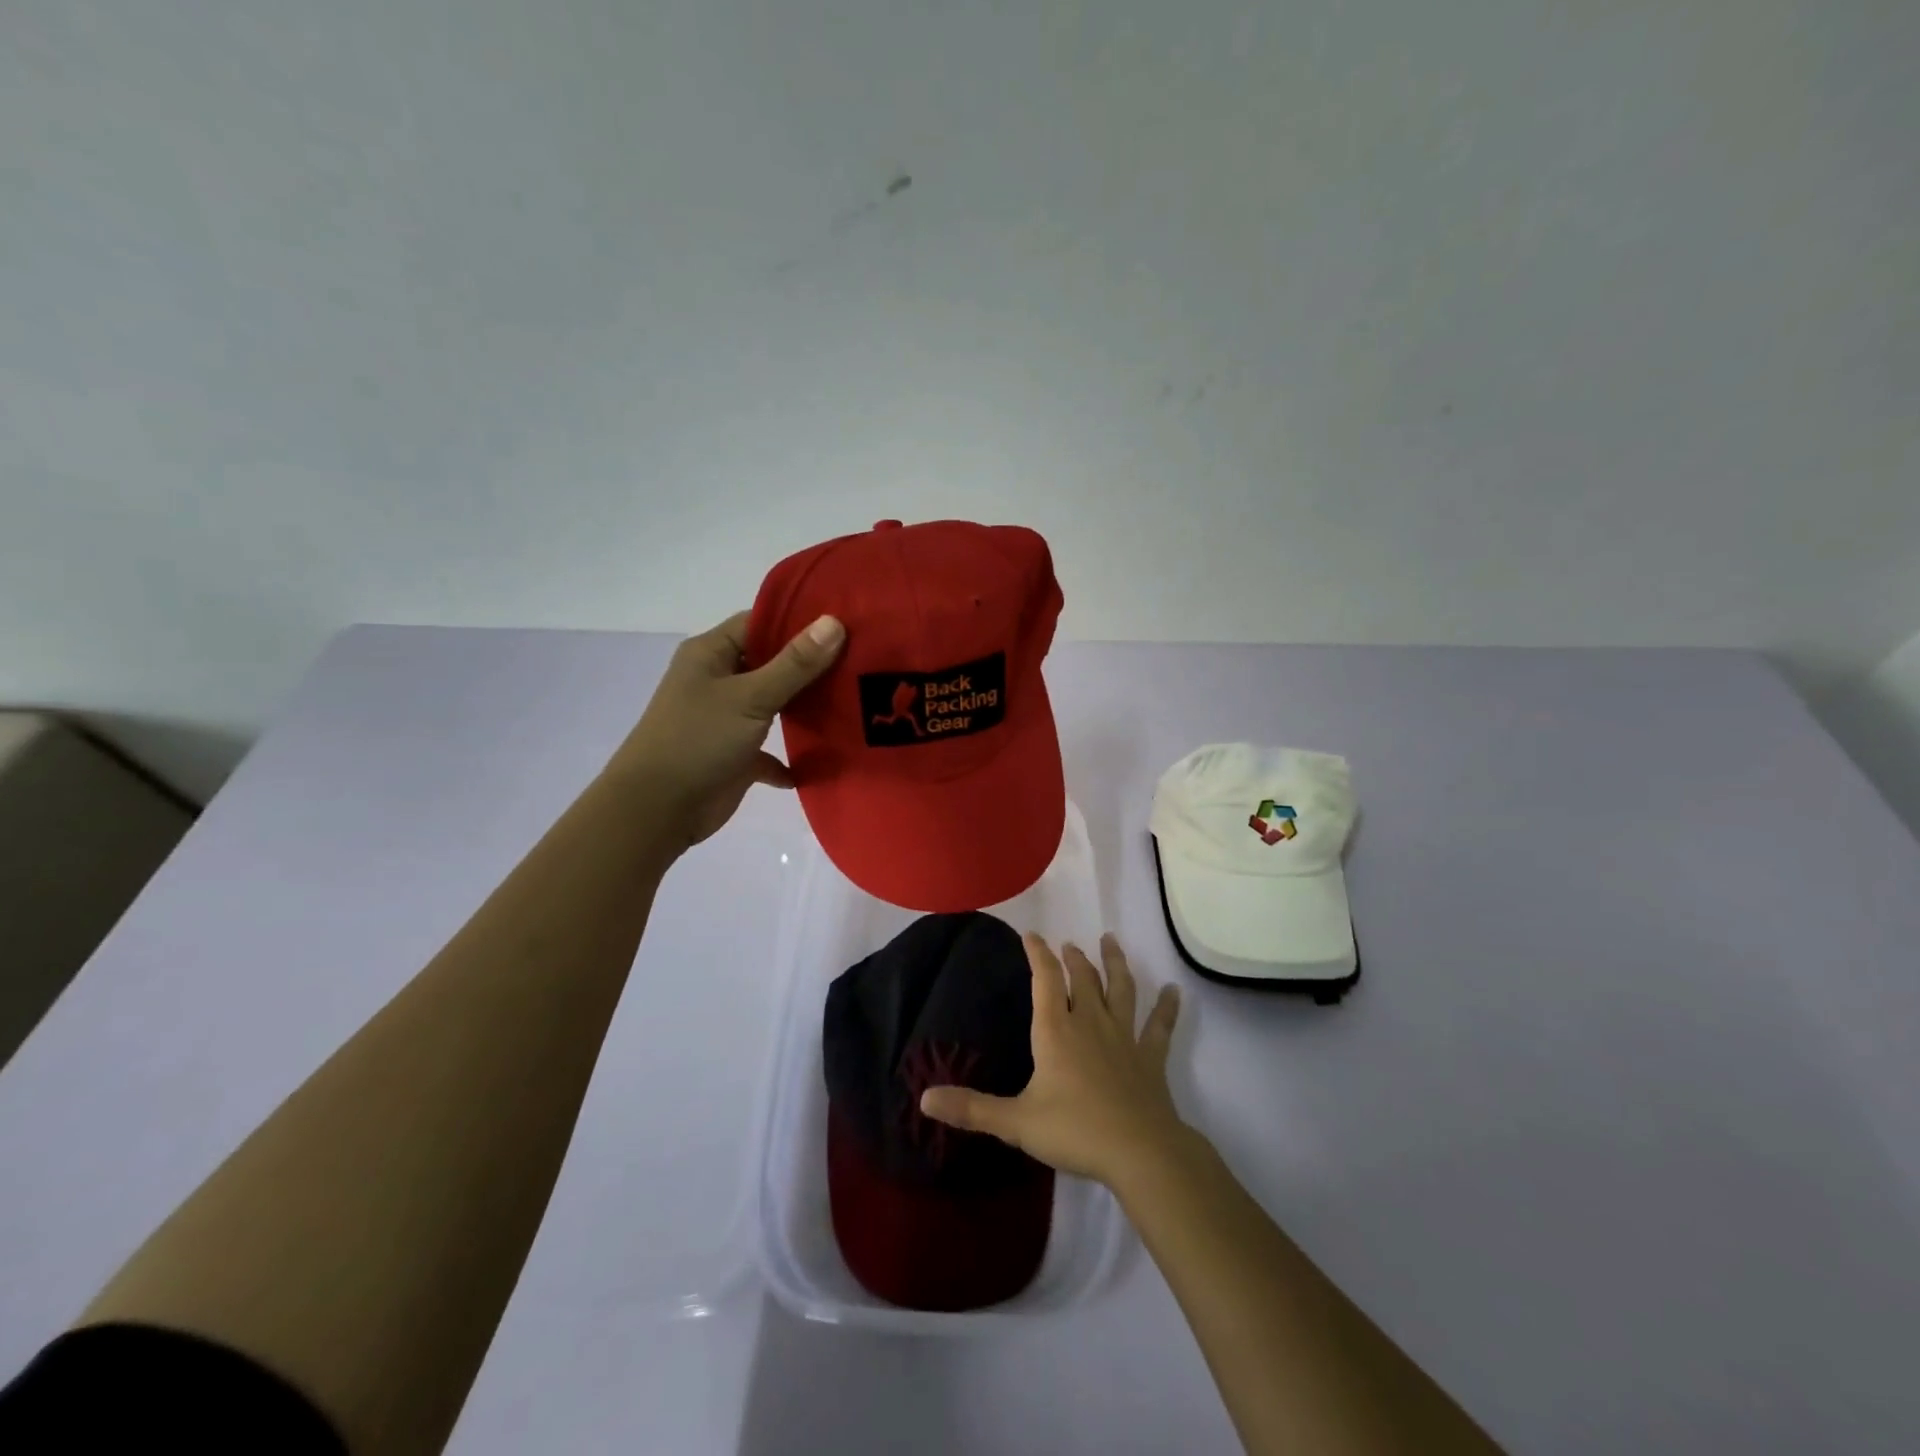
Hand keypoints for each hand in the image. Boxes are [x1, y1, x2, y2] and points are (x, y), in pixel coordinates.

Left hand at [608, 610, 843, 847]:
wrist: (657, 810)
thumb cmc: (698, 740)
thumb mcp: (751, 697)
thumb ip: (795, 664)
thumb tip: (834, 622)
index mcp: (711, 654)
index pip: (760, 623)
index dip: (800, 621)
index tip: (846, 623)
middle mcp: (717, 680)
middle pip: (771, 663)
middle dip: (811, 666)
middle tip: (861, 661)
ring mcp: (726, 719)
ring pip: (774, 705)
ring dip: (805, 709)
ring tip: (855, 702)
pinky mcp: (735, 756)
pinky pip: (770, 750)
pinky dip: (792, 757)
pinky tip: (823, 761)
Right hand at [920, 933, 1186, 1188]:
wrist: (1139, 1152)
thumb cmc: (1074, 1130)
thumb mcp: (1015, 1122)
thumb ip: (971, 1109)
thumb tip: (924, 1099)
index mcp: (1055, 1031)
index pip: (1044, 980)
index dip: (1037, 954)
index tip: (1031, 935)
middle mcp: (1089, 1023)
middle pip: (1082, 979)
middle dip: (1073, 959)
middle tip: (1069, 944)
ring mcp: (1124, 1037)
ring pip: (1120, 990)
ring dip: (1115, 964)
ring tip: (1110, 942)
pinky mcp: (1150, 1057)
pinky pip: (1159, 1026)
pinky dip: (1167, 1007)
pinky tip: (1174, 990)